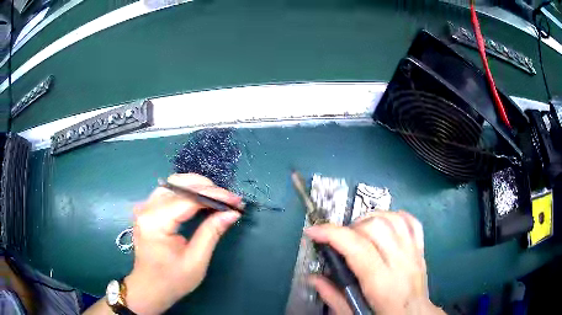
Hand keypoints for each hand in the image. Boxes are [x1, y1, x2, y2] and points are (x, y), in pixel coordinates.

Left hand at [124, 174, 241, 313]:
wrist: (150, 288)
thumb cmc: (172, 280)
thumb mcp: (196, 260)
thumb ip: (212, 232)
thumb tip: (232, 213)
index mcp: (156, 222)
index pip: (188, 198)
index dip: (214, 196)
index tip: (236, 201)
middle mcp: (147, 208)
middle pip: (179, 184)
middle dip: (207, 188)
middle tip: (229, 200)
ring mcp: (145, 207)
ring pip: (174, 184)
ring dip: (197, 187)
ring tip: (218, 198)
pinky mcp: (147, 210)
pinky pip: (169, 192)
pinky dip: (187, 192)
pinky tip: (201, 200)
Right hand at [305, 211, 443, 314]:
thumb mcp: (355, 313)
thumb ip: (333, 297)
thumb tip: (313, 278)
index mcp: (381, 283)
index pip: (357, 248)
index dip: (332, 234)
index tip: (313, 231)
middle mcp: (400, 262)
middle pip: (375, 227)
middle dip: (350, 227)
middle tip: (340, 241)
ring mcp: (413, 252)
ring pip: (393, 219)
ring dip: (370, 218)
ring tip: (359, 231)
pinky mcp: (420, 249)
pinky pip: (411, 222)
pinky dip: (395, 216)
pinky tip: (384, 224)